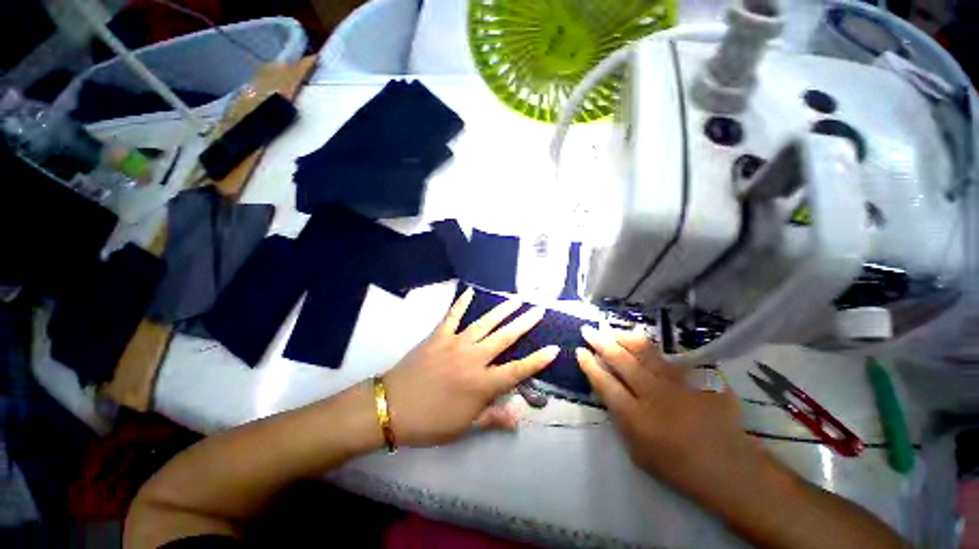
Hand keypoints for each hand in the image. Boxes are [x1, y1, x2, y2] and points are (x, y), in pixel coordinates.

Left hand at [383, 288, 559, 446]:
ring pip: (484, 323)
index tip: (554, 348)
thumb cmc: (430, 422)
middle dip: (524, 323)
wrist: (391, 408)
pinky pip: (452, 316)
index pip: (517, 370)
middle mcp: (473, 358)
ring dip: (502, 310)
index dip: (537, 360)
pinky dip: (461, 303)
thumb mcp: (464, 426)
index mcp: (482, 383)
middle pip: (504, 338)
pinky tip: (470, 291)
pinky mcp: (439, 336)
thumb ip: (493, 418)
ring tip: (516, 299)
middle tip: (538, 309)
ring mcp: (455, 343)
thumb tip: (518, 417)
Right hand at [576, 326, 775, 505]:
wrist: (729, 467)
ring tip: (611, 330)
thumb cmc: (678, 467)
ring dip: (623, 338)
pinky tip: (641, 341)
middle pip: (621, 360)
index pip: (605, 383)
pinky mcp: (699, 378)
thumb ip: (619, 418)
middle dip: (600, 342)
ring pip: (645, 351)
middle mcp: (654, 395)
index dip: (589, 365)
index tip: (580, 351)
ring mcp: (679, 383)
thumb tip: (607, 390)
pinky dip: (652, 348)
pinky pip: (671, 356)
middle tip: (588, 330)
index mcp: (637, 417)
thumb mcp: (637, 451)